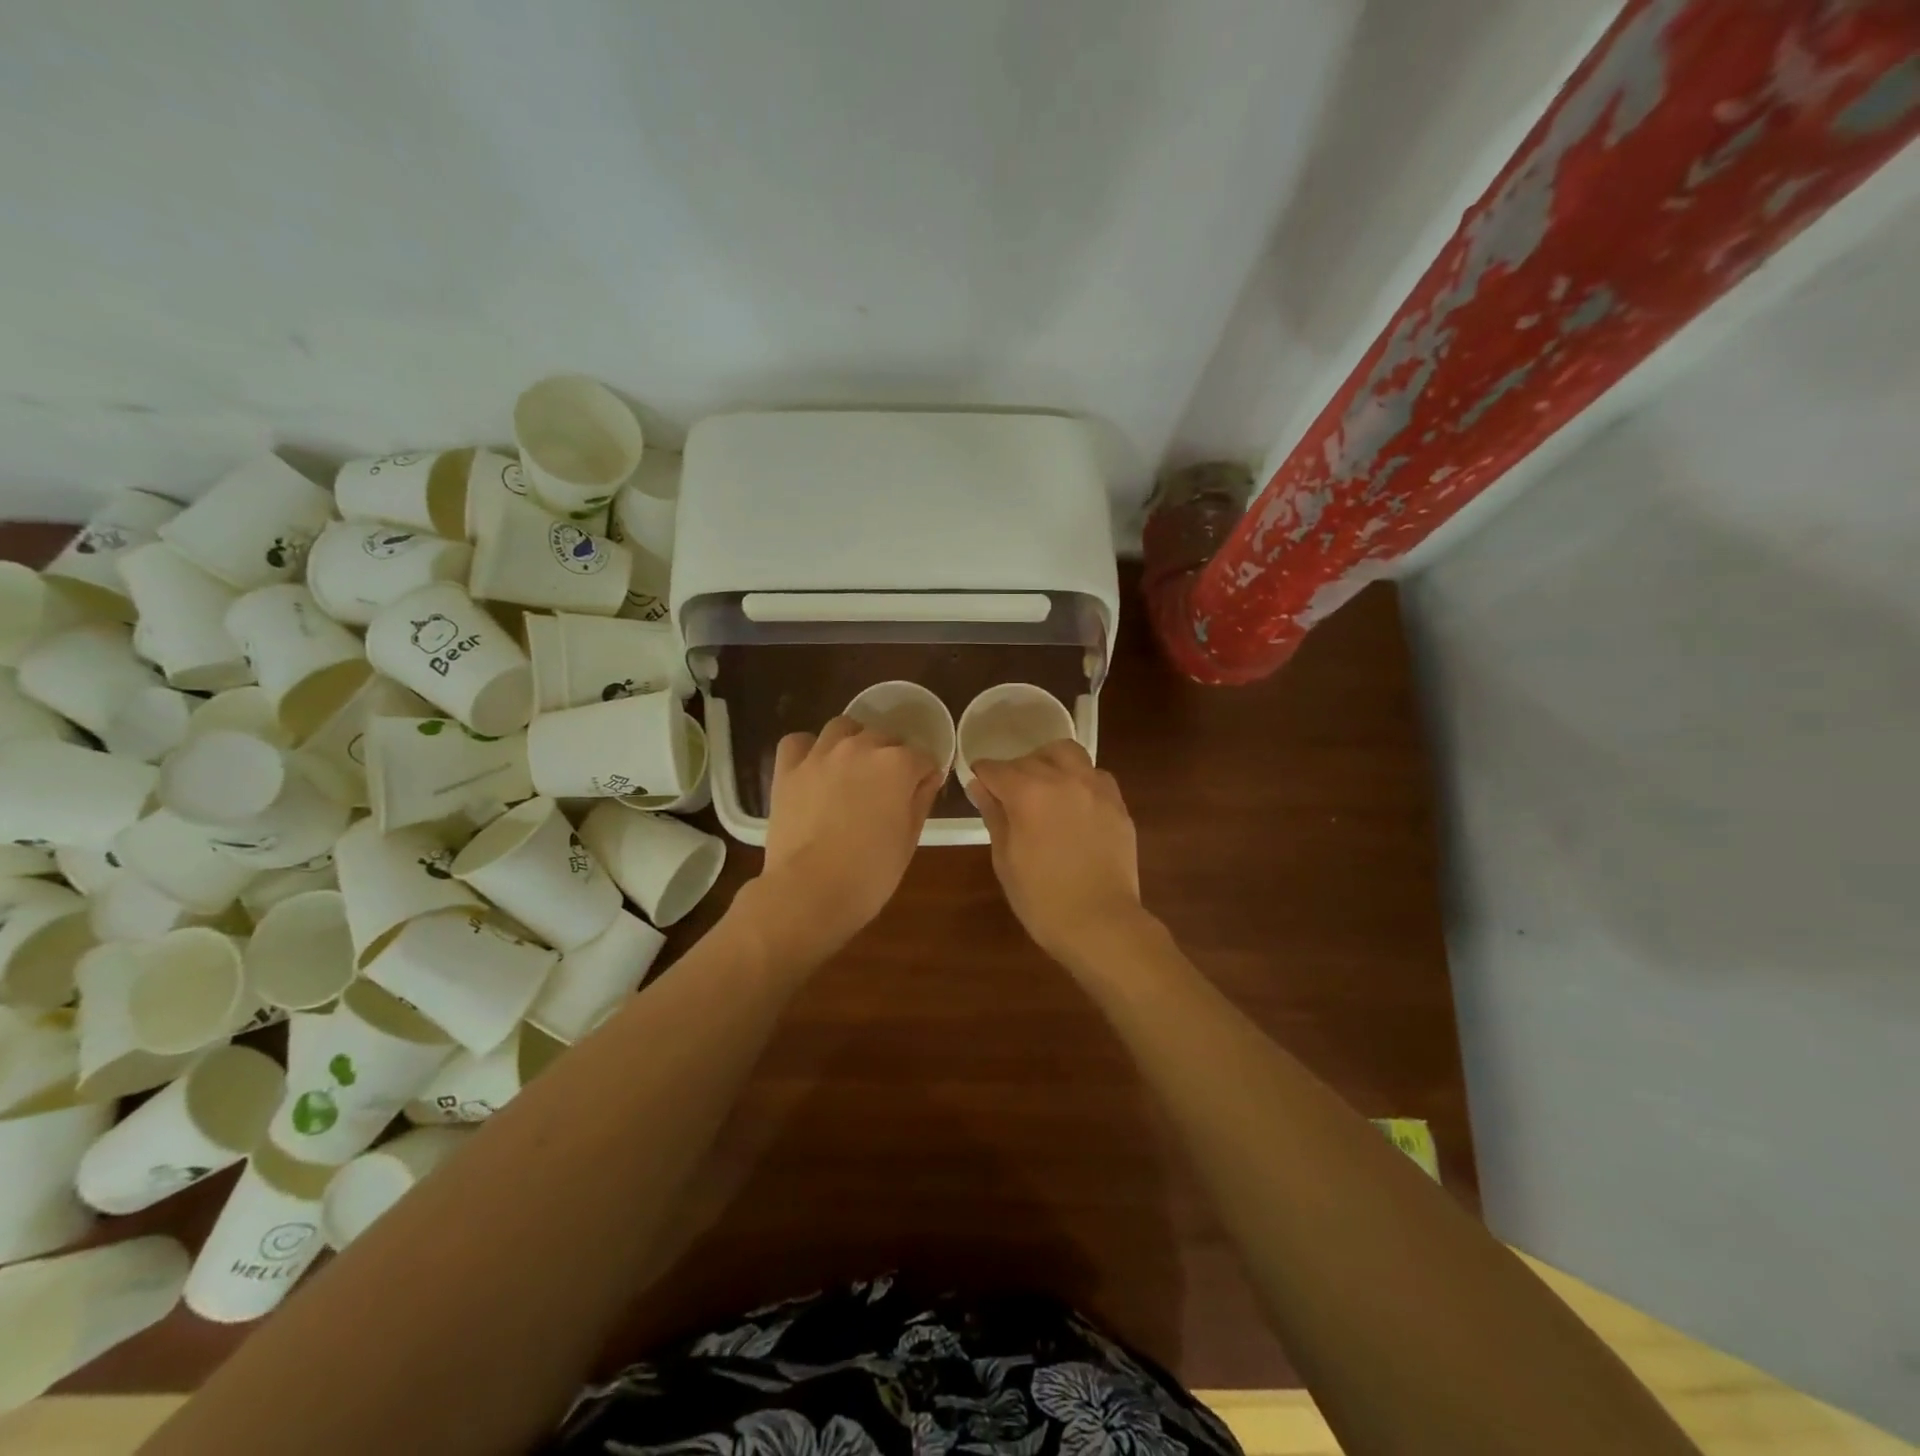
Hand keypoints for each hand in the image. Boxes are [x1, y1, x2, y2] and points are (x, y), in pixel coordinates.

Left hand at [754, 716, 943, 953]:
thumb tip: (927, 778)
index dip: (924, 775)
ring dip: (853, 743)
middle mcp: (860, 747)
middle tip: (887, 789)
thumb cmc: (870, 873)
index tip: (921, 793)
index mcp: (897, 765)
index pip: (922, 757)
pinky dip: (809, 749)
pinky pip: (799, 742)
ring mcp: (821, 755)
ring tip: (852, 770)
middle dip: (891, 758)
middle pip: (884, 738)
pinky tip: (814, 767)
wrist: (809, 892)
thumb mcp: (909, 840)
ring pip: (843, 728)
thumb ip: (920, 800)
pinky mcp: (788, 769)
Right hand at [967, 741, 1144, 965]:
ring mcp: (1095, 788)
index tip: (978, 785)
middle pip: (1030, 759)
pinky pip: (1095, 775)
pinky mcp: (1117, 803)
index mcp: (1028, 793)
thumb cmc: (1042, 899)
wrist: (1101, 923)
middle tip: (1007, 794)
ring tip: (1044, 786)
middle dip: (1013, 771)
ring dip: (1049, 762)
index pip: (995, 769)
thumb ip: (994, 816)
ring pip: (1067, 753)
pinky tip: (1075, 802)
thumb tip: (979, 786)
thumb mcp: (1005, 859)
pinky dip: (1079, 779)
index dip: (982, 775)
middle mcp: (1063, 779)